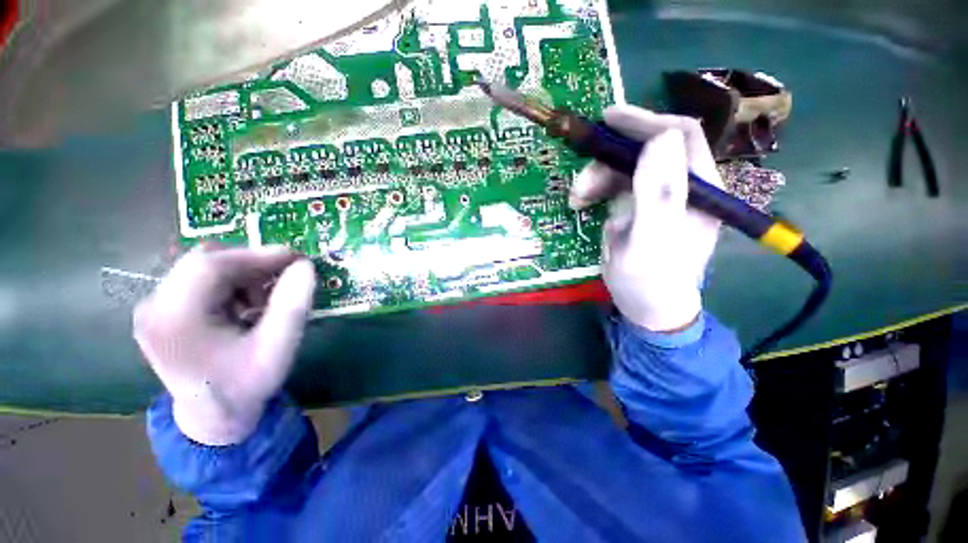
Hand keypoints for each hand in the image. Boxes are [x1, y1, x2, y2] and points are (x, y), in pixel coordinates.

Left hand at [133, 245, 316, 444]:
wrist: (213, 415)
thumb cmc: (246, 384)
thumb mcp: (278, 347)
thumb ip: (294, 304)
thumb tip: (305, 265)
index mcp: (173, 319)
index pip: (211, 266)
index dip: (258, 255)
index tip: (297, 258)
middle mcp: (154, 306)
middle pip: (205, 261)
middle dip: (251, 265)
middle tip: (285, 278)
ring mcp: (154, 306)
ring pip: (205, 267)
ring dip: (243, 275)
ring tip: (265, 302)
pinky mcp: (163, 309)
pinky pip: (201, 279)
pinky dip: (232, 284)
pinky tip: (247, 307)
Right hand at [570, 105, 722, 331]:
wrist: (646, 305)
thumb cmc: (650, 279)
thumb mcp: (651, 240)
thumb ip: (659, 193)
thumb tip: (660, 138)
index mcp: (699, 188)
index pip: (679, 135)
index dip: (645, 121)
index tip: (608, 119)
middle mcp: (683, 185)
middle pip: (647, 149)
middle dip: (609, 158)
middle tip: (581, 181)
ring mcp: (659, 195)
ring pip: (626, 166)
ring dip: (597, 176)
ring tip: (577, 198)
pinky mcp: (640, 205)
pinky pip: (616, 183)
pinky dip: (596, 187)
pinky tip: (583, 202)